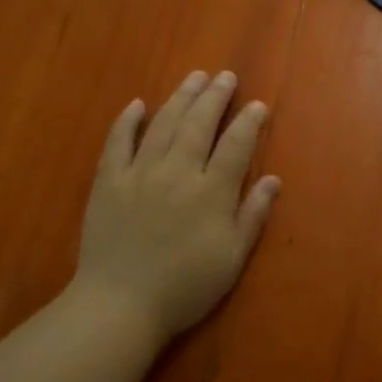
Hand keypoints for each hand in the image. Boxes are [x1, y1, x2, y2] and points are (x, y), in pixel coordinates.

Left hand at [72, 70, 279, 342]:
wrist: (120, 304)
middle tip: (225, 76)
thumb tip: (273, 179)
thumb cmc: (184, 287)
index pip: (235, 145)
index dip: (248, 122)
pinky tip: (137, 104)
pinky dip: (128, 121)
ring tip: (194, 78)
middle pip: (199, 124)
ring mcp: (139, 173)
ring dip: (180, 97)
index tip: (257, 105)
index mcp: (211, 192)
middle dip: (215, 97)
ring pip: (163, 124)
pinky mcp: (108, 181)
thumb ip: (253, 215)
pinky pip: (117, 142)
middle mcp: (177, 172)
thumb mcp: (231, 259)